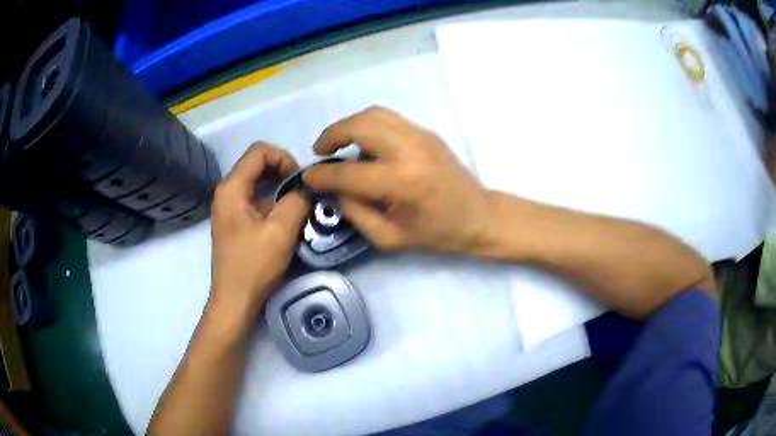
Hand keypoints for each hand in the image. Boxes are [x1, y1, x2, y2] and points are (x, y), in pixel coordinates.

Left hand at [210, 143, 308, 315]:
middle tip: (303, 192)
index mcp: (232, 188)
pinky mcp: (236, 222)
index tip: (300, 182)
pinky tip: (287, 220)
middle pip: (258, 164)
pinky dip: (274, 203)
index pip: (260, 151)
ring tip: (298, 206)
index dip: (284, 158)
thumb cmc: (253, 267)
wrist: (235, 301)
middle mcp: (227, 192)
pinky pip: (256, 200)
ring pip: (258, 182)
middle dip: (284, 173)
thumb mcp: (280, 232)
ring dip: (280, 189)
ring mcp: (230, 207)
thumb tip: (308, 187)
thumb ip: (297, 201)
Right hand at [303, 106, 490, 254]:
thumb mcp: (390, 237)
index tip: (308, 178)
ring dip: (348, 125)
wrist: (479, 216)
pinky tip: (365, 145)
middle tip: (320, 152)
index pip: (348, 172)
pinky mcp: (426, 131)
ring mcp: (420, 135)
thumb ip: (355, 213)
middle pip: (359, 125)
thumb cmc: (437, 234)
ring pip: (373, 114)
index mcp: (402, 182)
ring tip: (338, 144)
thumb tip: (331, 190)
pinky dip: (368, 126)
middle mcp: (410, 150)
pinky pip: (388, 118)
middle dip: (331, 135)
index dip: (322, 176)